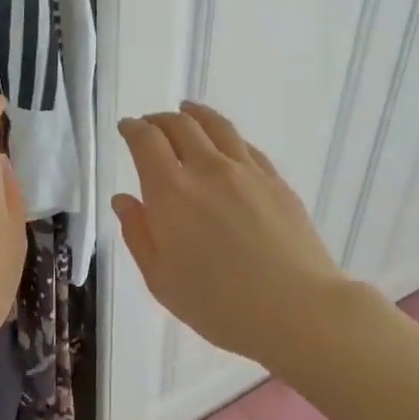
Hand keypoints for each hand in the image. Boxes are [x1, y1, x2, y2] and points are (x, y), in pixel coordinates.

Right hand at [113, 102, 355, 369]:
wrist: (295, 308)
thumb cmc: (218, 304)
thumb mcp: (161, 279)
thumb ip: (138, 234)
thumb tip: (124, 199)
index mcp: (171, 191)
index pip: (146, 141)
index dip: (133, 129)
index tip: (126, 127)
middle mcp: (207, 169)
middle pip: (181, 126)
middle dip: (160, 120)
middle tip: (151, 124)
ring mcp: (247, 171)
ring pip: (217, 127)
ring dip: (195, 115)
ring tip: (187, 111)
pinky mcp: (276, 181)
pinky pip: (245, 146)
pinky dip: (227, 136)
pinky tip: (226, 144)